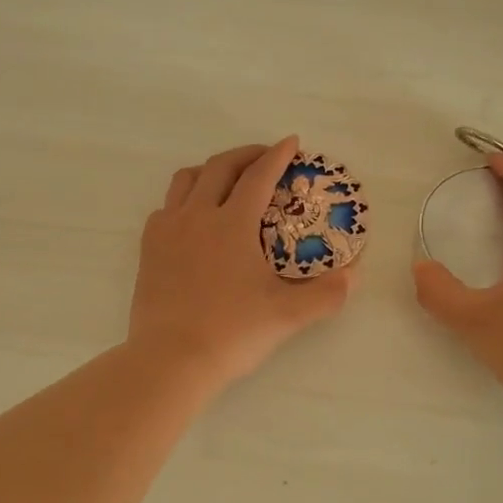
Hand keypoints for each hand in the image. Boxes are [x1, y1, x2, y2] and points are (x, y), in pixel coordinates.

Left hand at [130, 136, 355, 390]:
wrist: (170, 360)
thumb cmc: (232, 333)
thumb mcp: (288, 315)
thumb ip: (326, 294)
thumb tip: (354, 275)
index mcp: (232, 223)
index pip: (258, 176)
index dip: (278, 156)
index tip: (292, 142)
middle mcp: (197, 216)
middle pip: (220, 167)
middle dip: (246, 155)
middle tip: (265, 157)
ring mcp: (167, 231)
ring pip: (186, 180)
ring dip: (211, 171)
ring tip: (227, 180)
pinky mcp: (148, 250)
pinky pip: (165, 208)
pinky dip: (184, 200)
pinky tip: (194, 219)